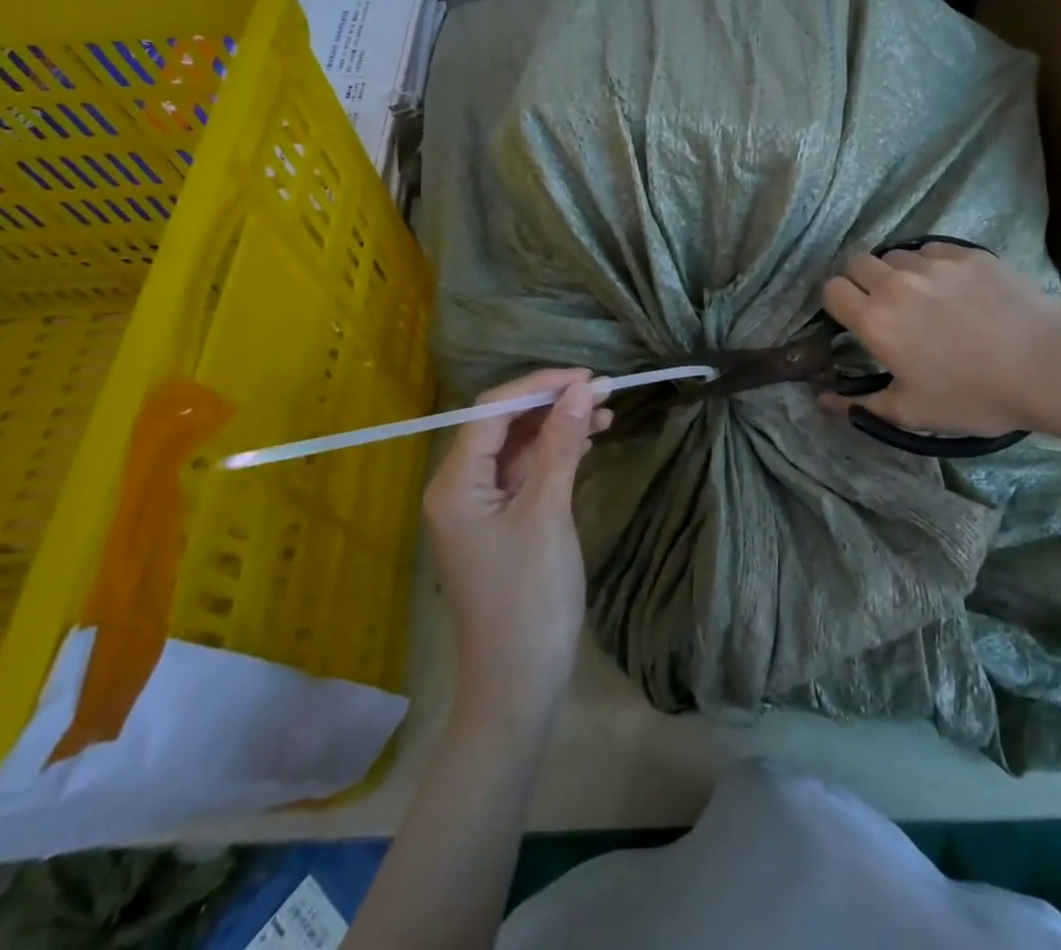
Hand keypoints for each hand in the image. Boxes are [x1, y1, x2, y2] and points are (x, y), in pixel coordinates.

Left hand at [423, 369, 613, 732]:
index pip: (492, 410)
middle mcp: (459, 486)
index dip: (539, 385)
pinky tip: (589, 441)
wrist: (520, 684)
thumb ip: (561, 446)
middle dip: (552, 403)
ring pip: (518, 447)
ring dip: (558, 427)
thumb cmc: (529, 598)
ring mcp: (480, 505)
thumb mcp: (547, 514)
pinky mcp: (501, 521)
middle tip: (603, 392)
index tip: (587, 377)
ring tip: (606, 412)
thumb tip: (581, 390)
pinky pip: (526, 472)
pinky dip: (556, 454)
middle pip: (503, 424)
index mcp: (455, 482)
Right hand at [819, 243, 1060, 437]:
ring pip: (896, 254)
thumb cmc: (975, 396)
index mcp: (875, 320)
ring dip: (898, 272)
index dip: (837, 303)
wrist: (1048, 366)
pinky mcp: (967, 254)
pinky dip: (932, 264)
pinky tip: (955, 288)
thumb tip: (822, 400)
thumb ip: (861, 406)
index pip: (831, 289)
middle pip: (856, 261)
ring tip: (923, 297)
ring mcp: (933, 263)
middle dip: (861, 280)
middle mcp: (895, 283)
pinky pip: (933, 249)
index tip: (854, 320)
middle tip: (885, 307)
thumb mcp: (913, 412)